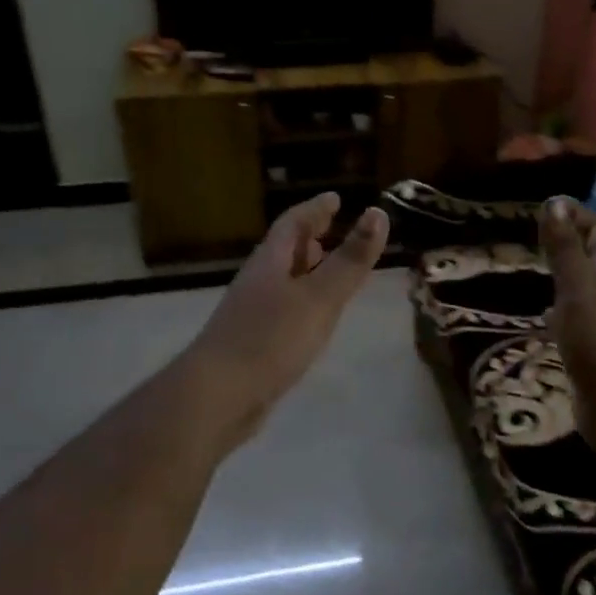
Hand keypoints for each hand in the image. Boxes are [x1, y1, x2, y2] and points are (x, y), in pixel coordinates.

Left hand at [187, 192, 389, 439]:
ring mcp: (251, 314)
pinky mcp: (253, 344)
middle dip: (309, 237)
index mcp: (270, 263)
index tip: (335, 198)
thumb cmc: (270, 339)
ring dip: (306, 269)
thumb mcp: (319, 297)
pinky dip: (301, 302)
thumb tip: (378, 213)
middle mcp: (258, 282)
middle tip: (333, 227)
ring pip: (283, 281)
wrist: (217, 396)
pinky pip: (282, 309)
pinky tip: (312, 318)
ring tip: (328, 268)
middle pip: (284, 250)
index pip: (293, 224)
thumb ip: (350, 260)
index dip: (315, 209)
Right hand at [540, 197, 595, 462]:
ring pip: (589, 290)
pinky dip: (564, 312)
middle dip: (573, 243)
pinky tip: (547, 319)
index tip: (548, 206)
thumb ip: (565, 249)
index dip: (578, 215)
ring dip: (568, 277)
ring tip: (540, 270)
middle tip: (540, 235)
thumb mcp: (578, 289)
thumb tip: (555, 202)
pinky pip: (581, 321)